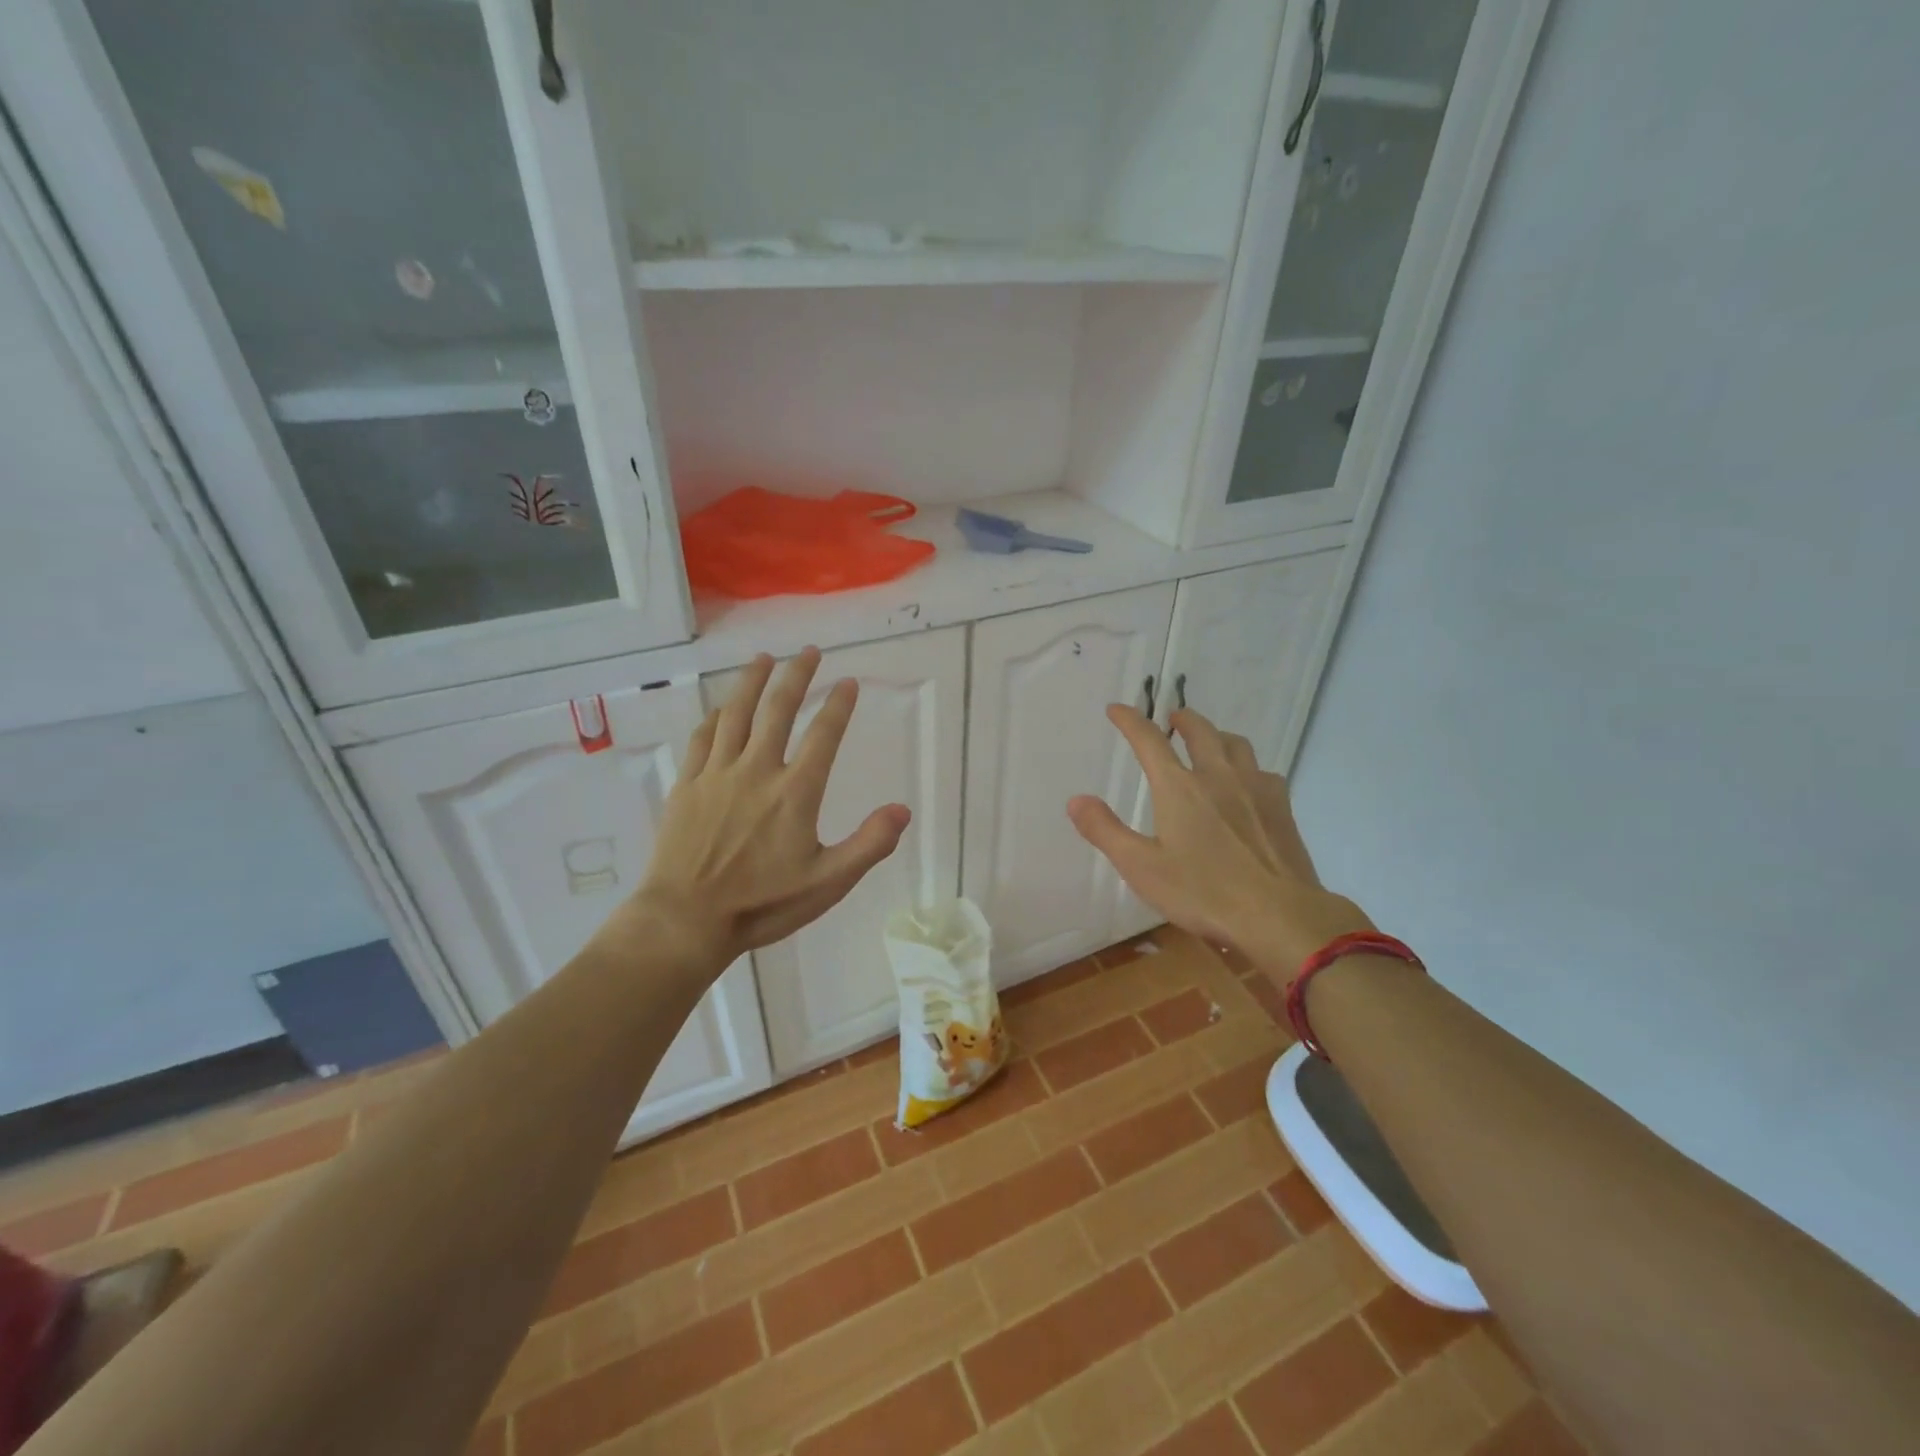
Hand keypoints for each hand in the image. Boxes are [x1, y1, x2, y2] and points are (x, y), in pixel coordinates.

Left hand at [625, 648, 910, 966]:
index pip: (823, 735)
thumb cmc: (762, 904)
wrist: (686, 919)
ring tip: (763, 658)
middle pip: (778, 709)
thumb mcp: (828, 882)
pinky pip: (702, 738)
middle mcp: (757, 770)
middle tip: (808, 652)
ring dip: (751, 681)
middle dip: (796, 676)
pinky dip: (715, 717)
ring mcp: (717, 774)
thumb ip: (869, 844)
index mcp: (795, 791)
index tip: (848, 682)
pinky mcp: (688, 784)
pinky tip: (721, 708)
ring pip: (736, 713)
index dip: (838, 705)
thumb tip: (902, 810)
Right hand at [1066, 705, 1370, 970]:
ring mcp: (1255, 788)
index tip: (1116, 709)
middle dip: (1181, 720)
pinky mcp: (1282, 807)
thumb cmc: (1203, 892)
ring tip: (1209, 742)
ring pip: (1235, 744)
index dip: (1130, 721)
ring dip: (1216, 735)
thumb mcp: (1141, 867)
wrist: (1279, 914)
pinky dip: (1246, 766)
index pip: (1149, 741)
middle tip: (1171, 718)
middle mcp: (1217, 776)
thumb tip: (1076, 799)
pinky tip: (1247, 784)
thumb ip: (1105, 831)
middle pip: (1200, 731)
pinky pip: (1262, 771)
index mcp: (1179, 787)